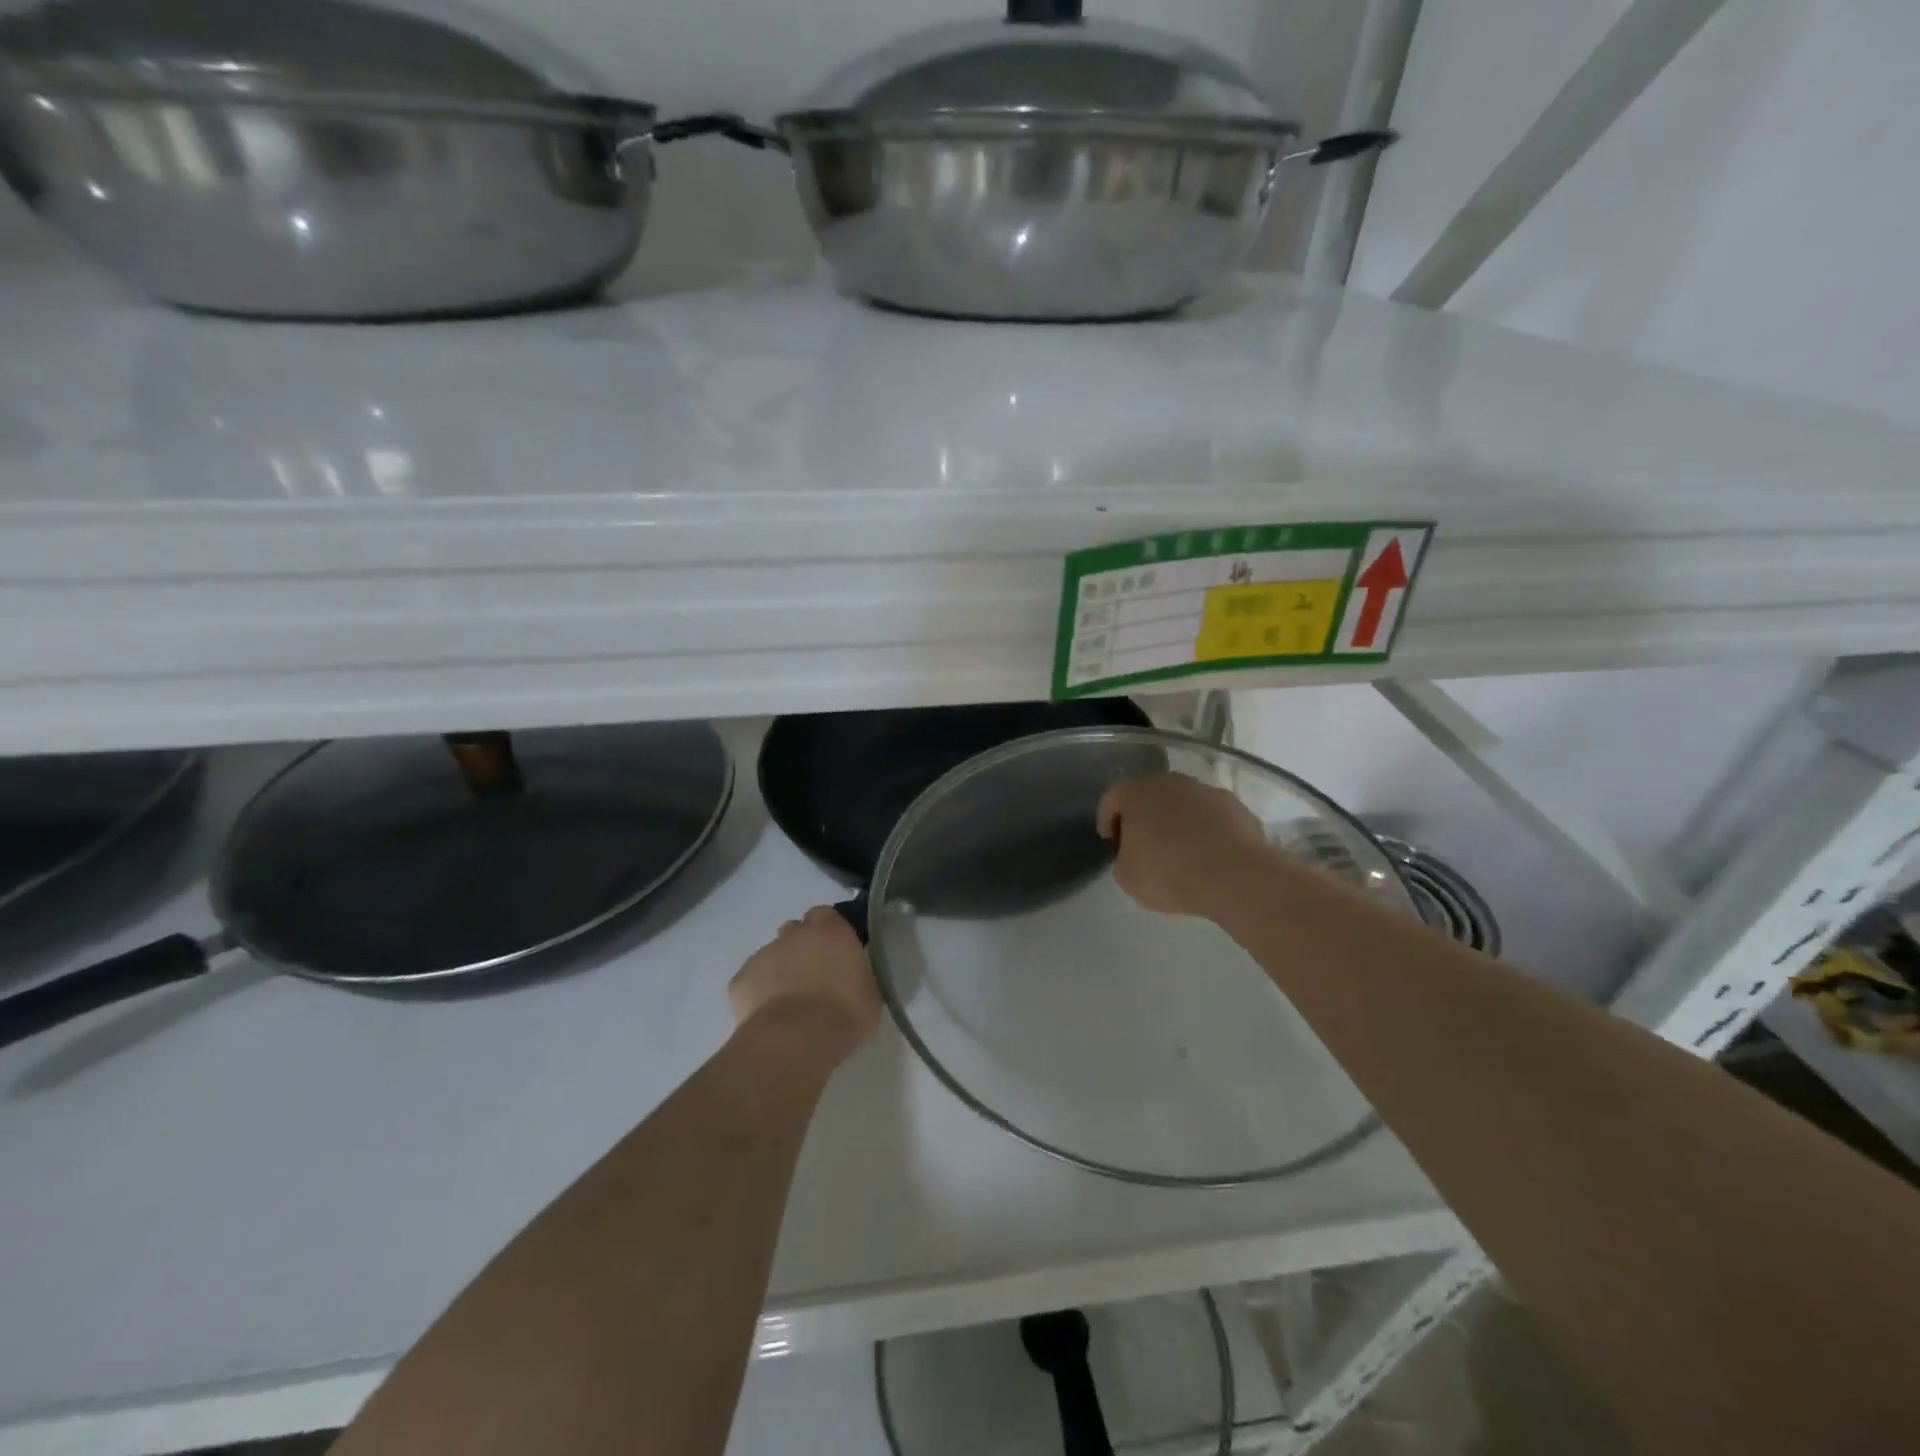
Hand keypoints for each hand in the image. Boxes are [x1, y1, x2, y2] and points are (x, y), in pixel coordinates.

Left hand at [729, 906, 880, 1056]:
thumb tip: (852, 972)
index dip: (828, 931)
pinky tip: (769, 1016)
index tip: (835, 951)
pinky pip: (751, 980)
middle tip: (813, 976)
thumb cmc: (845, 1014)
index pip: (825, 915)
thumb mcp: (869, 991)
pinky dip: (759, 992)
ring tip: (789, 1003)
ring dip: (780, 969)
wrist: (796, 1040)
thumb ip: (857, 971)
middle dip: (802, 946)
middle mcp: (795, 934)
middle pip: (795, 930)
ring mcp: (763, 954)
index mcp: (830, 931)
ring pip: (772, 955)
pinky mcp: (740, 980)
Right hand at [1097, 772, 1273, 919]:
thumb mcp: (1127, 877)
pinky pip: (1211, 816)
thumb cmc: (1169, 873)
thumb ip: (1123, 857)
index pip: (1112, 797)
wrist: (1236, 876)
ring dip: (1177, 821)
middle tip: (1144, 844)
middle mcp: (1170, 782)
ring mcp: (1206, 791)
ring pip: (1183, 803)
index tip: (1111, 841)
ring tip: (1180, 852)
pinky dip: (1206, 830)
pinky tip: (1209, 855)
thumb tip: (1133, 852)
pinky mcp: (1236, 806)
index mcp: (1136, 793)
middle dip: (1144, 816)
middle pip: (1149, 794)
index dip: (1107, 818)